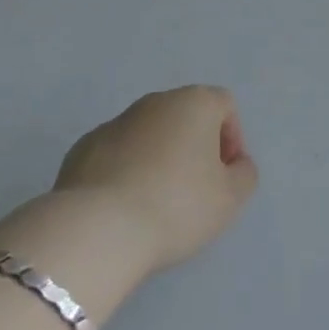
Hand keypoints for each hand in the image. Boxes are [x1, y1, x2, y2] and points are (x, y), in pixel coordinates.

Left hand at [52, 86, 258, 273]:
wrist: (98, 228)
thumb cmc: (176, 206)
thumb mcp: (230, 199)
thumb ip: (244, 174)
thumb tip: (235, 164)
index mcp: (194, 102)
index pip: (224, 105)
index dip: (232, 139)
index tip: (225, 177)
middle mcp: (155, 101)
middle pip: (185, 116)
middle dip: (194, 147)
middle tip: (195, 191)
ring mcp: (116, 121)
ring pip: (149, 134)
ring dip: (159, 158)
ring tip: (156, 204)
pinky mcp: (84, 147)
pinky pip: (117, 154)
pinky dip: (126, 171)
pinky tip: (124, 207)